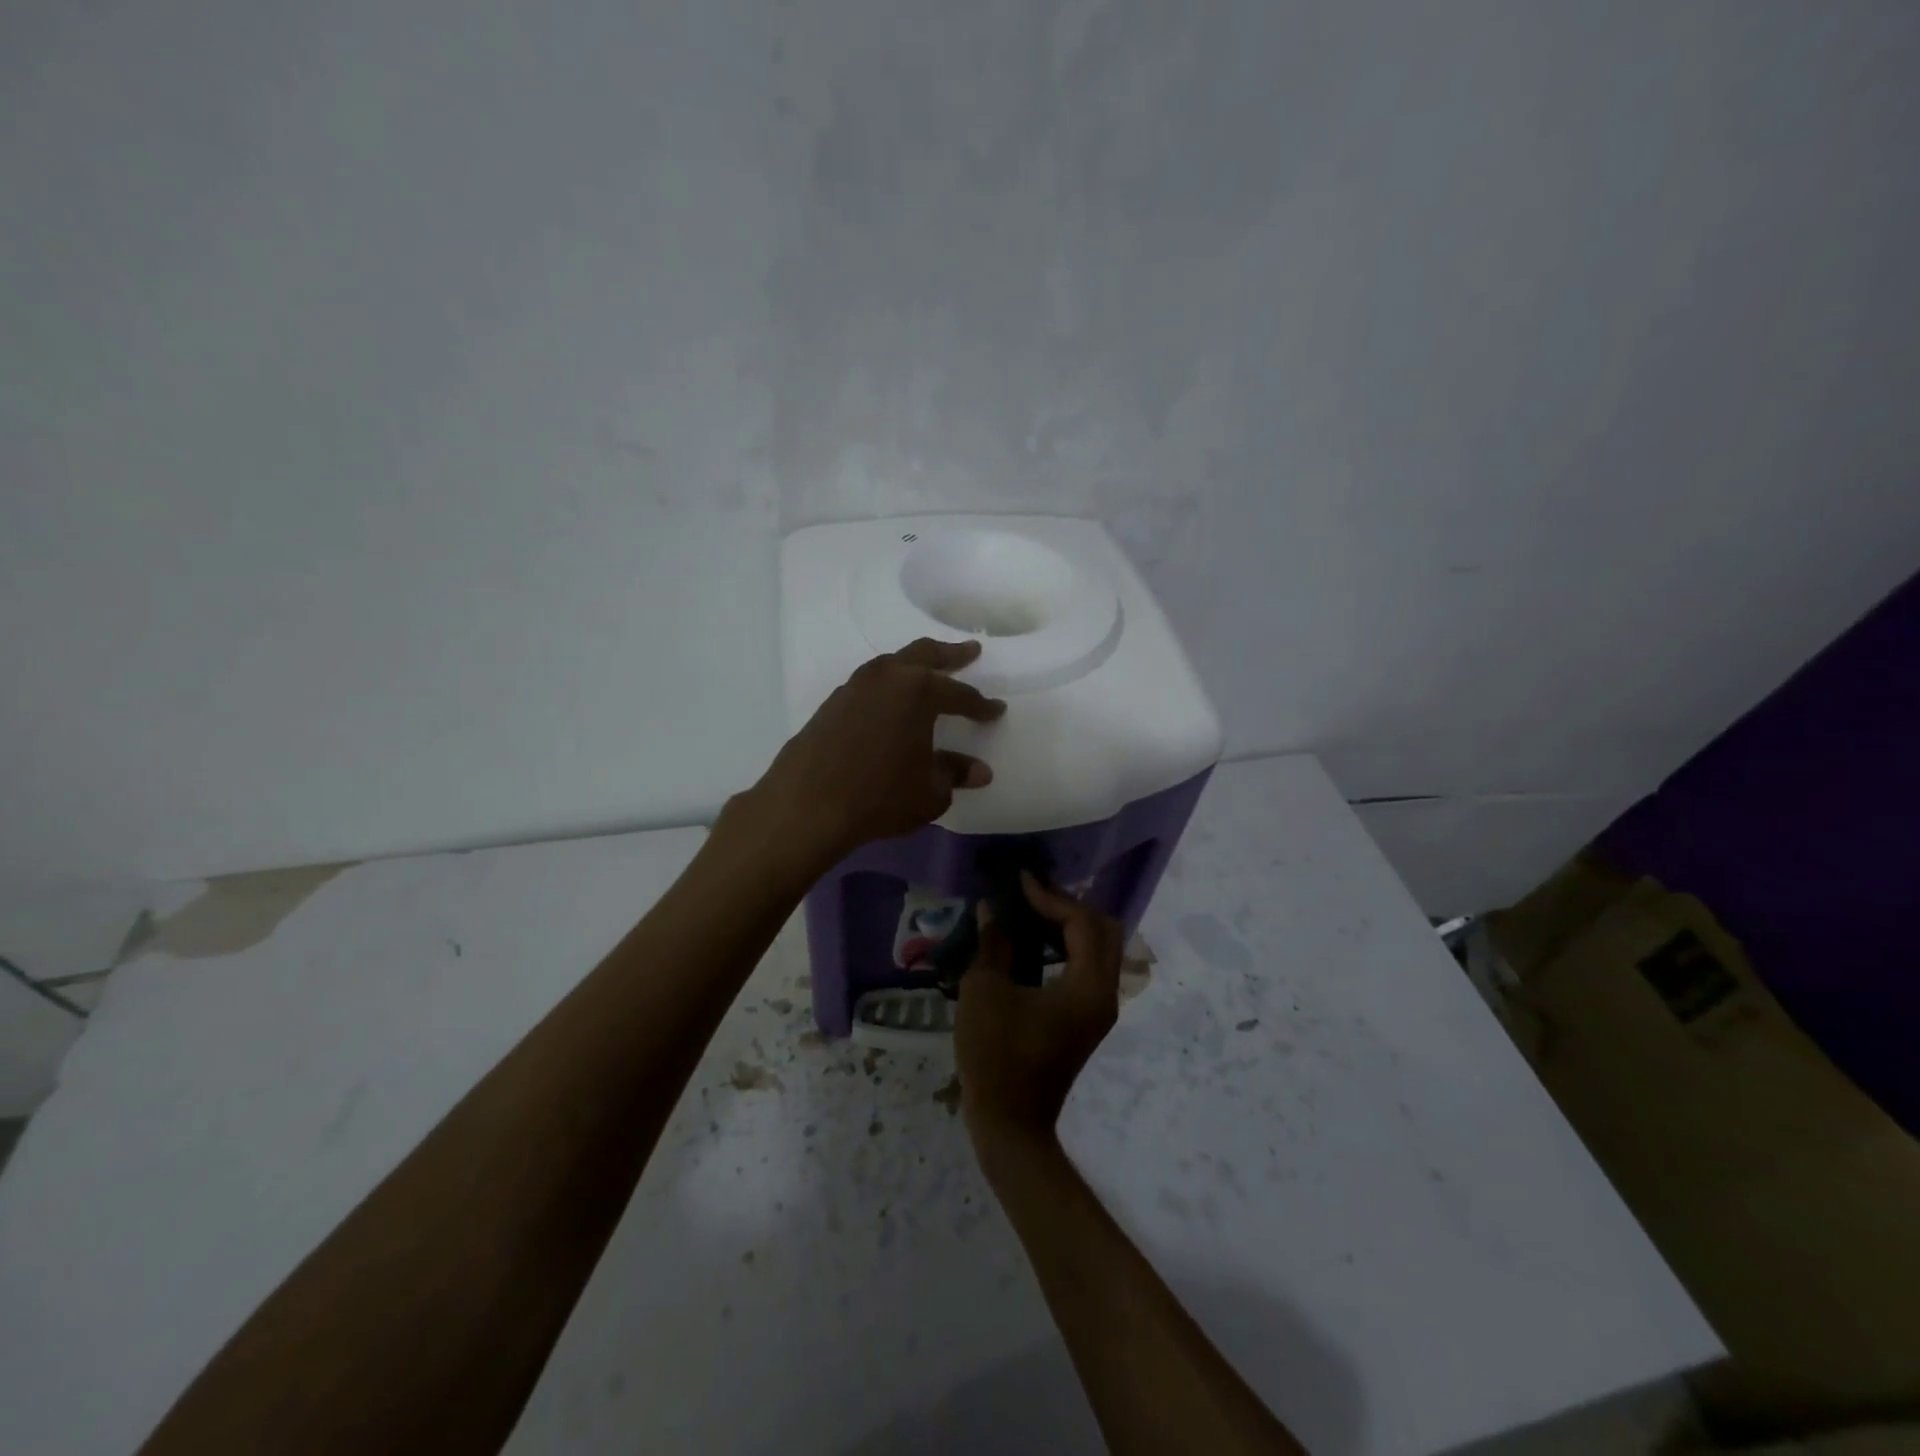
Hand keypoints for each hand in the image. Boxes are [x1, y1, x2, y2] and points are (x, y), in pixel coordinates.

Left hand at [751, 638, 1005, 866]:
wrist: (807, 806)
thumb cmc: (879, 797)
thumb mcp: (930, 792)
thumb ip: (954, 774)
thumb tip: (978, 771)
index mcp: (918, 691)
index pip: (960, 694)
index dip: (981, 705)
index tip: (997, 711)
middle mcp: (887, 678)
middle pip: (924, 655)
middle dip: (950, 654)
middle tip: (970, 651)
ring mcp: (854, 687)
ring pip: (891, 664)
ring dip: (913, 665)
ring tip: (927, 672)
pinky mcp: (832, 704)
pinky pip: (870, 684)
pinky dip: (887, 686)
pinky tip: (889, 703)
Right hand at [957, 874, 1123, 1149]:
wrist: (1010, 1123)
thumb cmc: (995, 1055)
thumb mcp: (985, 992)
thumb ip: (993, 943)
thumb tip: (991, 908)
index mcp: (1087, 987)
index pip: (1082, 922)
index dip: (1051, 896)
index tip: (1020, 881)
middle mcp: (1105, 994)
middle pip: (1104, 930)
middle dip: (1070, 905)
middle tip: (1032, 894)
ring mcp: (1100, 1009)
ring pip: (1101, 949)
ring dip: (1072, 925)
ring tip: (1032, 912)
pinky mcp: (1088, 1019)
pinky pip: (1090, 967)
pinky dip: (1070, 947)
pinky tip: (1037, 943)